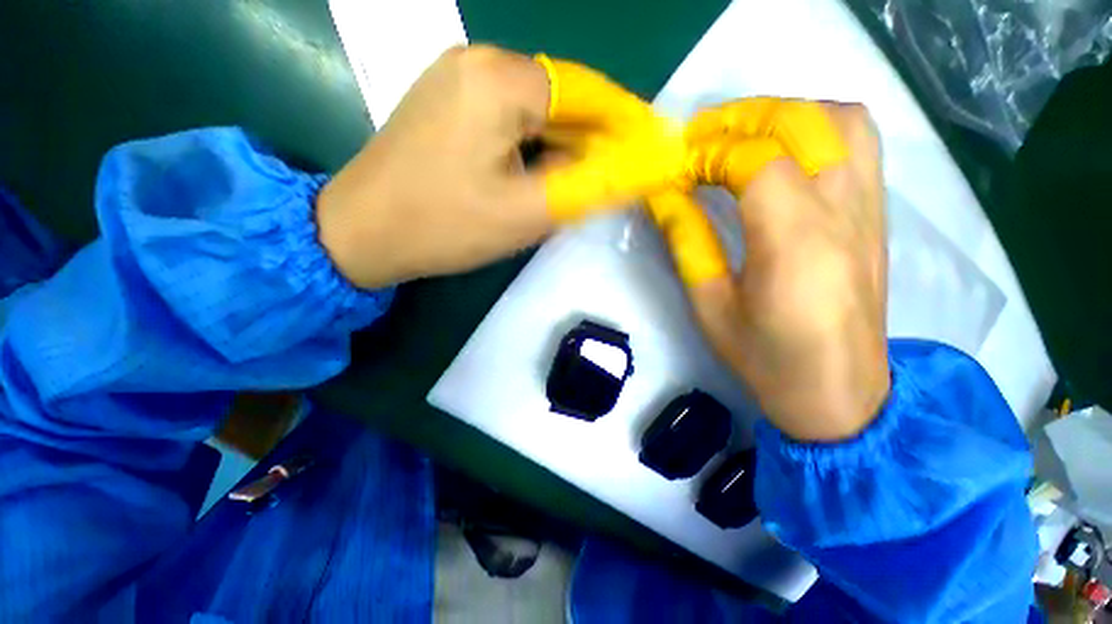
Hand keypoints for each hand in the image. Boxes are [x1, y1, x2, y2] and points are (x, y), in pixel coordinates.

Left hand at [316, 46, 682, 288]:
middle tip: (619, 173)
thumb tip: (633, 168)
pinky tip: (540, 175)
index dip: (624, 121)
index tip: (651, 146)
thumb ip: (586, 187)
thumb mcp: (526, 213)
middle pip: (559, 99)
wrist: (362, 232)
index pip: (584, 93)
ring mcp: (457, 80)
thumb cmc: (443, 226)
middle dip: (593, 138)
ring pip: (534, 111)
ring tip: (582, 181)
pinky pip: (508, 119)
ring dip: (563, 145)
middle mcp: (478, 62)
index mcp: (498, 80)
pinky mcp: (446, 104)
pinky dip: (534, 146)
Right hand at [649, 100, 888, 440]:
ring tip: (741, 136)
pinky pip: (858, 142)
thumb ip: (686, 241)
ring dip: (783, 114)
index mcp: (794, 244)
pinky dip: (816, 127)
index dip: (708, 154)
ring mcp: (869, 208)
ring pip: (839, 119)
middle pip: (801, 123)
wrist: (840, 394)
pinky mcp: (877, 215)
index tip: (675, 168)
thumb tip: (663, 194)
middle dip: (741, 117)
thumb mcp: (709, 306)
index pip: (755, 162)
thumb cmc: (766, 358)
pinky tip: (783, 153)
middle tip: (698, 139)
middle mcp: (843, 211)